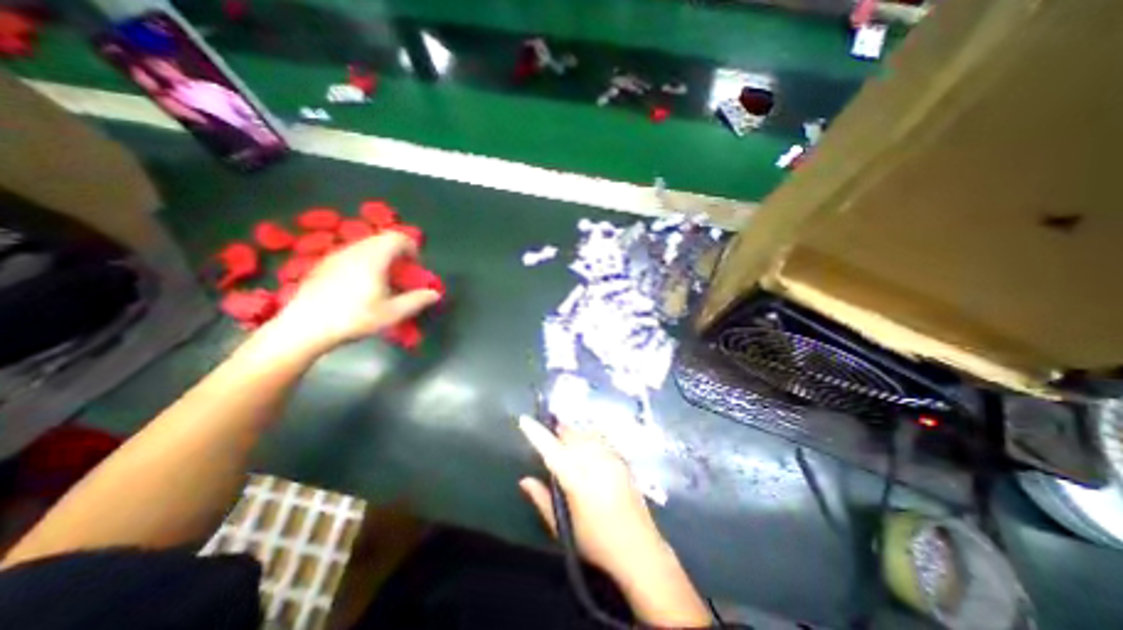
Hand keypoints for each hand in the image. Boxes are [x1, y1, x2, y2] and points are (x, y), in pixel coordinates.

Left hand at [268, 234, 441, 354]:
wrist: (305, 328)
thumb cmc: (354, 319)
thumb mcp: (392, 313)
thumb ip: (417, 300)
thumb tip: (435, 294)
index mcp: (373, 258)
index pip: (397, 238)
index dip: (411, 247)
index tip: (416, 265)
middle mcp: (354, 250)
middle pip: (381, 239)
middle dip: (397, 251)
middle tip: (403, 272)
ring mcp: (336, 256)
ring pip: (365, 245)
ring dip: (381, 255)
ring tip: (384, 278)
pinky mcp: (324, 265)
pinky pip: (351, 253)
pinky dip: (364, 260)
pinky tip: (361, 283)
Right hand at [519, 415, 707, 627]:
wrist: (639, 550)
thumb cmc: (596, 543)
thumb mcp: (564, 527)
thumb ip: (542, 500)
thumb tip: (524, 480)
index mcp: (577, 480)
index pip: (552, 450)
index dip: (536, 433)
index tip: (524, 419)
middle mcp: (594, 463)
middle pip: (571, 435)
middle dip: (558, 432)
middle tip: (550, 438)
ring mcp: (611, 459)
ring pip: (586, 434)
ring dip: (574, 434)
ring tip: (568, 442)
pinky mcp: (622, 460)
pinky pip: (601, 439)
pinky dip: (590, 438)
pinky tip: (588, 448)